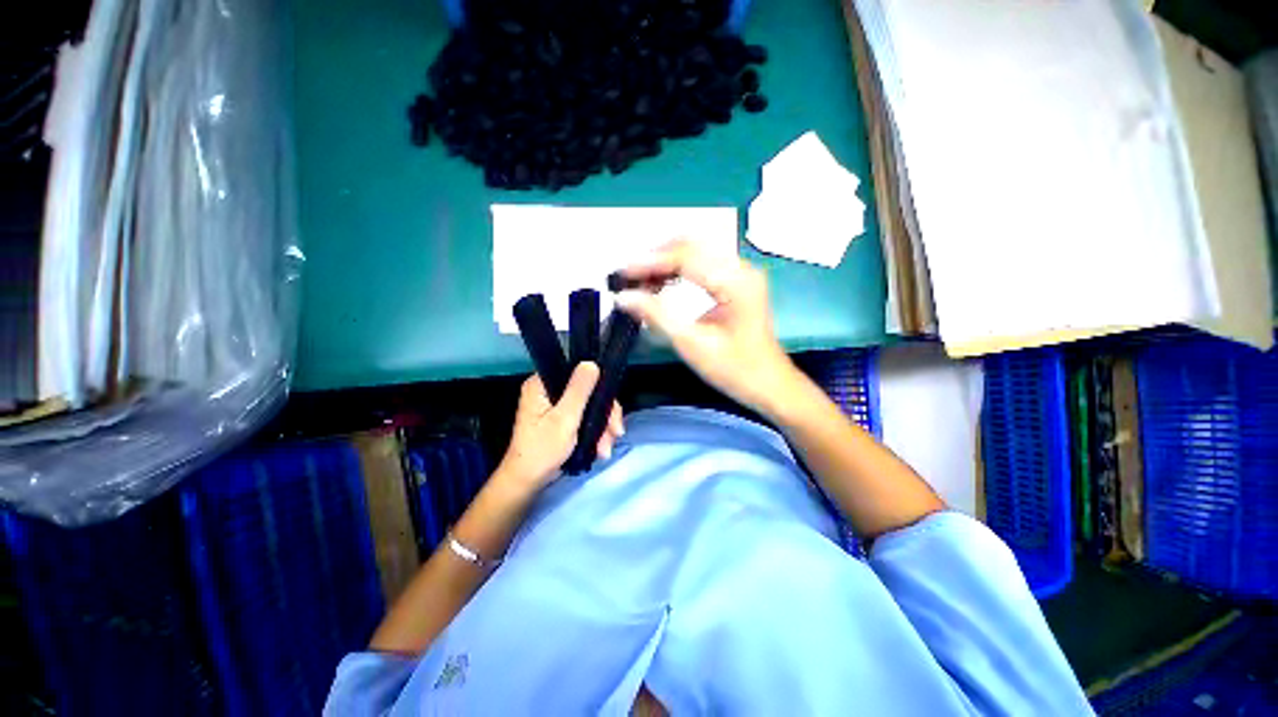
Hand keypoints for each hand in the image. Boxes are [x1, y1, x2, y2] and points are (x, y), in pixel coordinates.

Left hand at [496, 362, 623, 492]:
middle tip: (615, 434)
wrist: (528, 482)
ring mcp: (555, 406)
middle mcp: (548, 391)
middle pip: (588, 391)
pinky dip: (595, 432)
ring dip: (602, 428)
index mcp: (542, 384)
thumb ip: (579, 390)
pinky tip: (601, 448)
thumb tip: (591, 363)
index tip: (612, 407)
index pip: (577, 373)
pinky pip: (585, 418)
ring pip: (590, 407)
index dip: (599, 386)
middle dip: (604, 415)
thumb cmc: (542, 449)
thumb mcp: (564, 418)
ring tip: (606, 449)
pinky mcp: (562, 420)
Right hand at [615, 240, 797, 415]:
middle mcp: (741, 268)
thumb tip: (624, 297)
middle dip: (655, 257)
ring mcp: (741, 273)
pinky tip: (661, 283)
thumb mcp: (692, 344)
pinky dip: (678, 270)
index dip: (649, 262)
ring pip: (695, 251)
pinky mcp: (737, 281)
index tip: (621, 274)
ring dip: (665, 262)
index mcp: (735, 282)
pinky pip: (702, 264)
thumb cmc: (734, 369)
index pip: (685, 257)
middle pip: (691, 245)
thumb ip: (657, 316)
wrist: (769, 385)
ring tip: (639, 281)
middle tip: (628, 277)